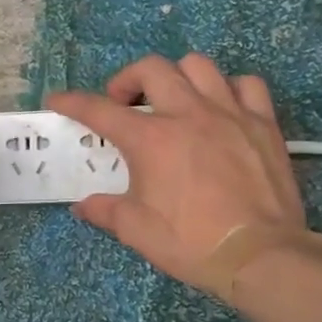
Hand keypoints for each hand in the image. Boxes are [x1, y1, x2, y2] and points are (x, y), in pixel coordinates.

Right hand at [46, 54, 304, 292]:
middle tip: (124, 104)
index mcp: (150, 139)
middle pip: (151, 69)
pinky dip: (228, 89)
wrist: (259, 255)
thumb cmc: (190, 242)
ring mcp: (229, 114)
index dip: (72, 102)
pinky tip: (221, 108)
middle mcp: (187, 114)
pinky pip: (246, 85)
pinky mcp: (263, 124)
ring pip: (198, 66)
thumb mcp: (135, 230)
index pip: (99, 110)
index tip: (58, 101)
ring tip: (173, 100)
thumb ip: (105, 210)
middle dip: (127, 80)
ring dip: (177, 77)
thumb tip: (83, 206)